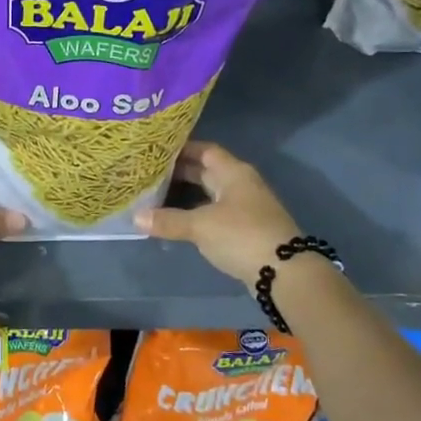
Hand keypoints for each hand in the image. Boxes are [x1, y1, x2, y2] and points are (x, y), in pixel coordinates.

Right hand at [135, 142, 301, 282]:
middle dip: (180, 172)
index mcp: (233, 173)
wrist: (285, 272)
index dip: (182, 149)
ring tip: (157, 196)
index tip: (156, 151)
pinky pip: (215, 213)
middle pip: (207, 171)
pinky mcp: (246, 229)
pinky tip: (178, 221)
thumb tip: (135, 217)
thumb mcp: (200, 226)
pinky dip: (196, 213)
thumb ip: (168, 220)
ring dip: (187, 194)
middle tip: (149, 174)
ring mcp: (246, 207)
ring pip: (211, 194)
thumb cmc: (242, 235)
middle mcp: (241, 184)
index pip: (205, 150)